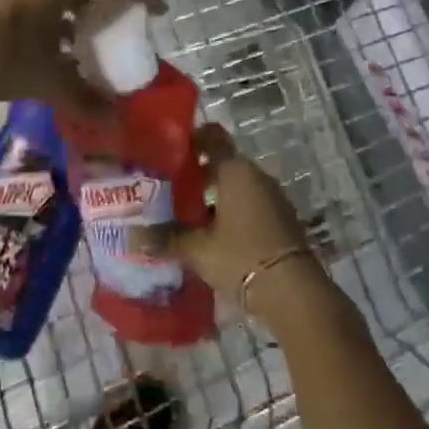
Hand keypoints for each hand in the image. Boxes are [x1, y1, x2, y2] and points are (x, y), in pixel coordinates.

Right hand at [149, 126, 332, 325]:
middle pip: (222, 164)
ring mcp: (271, 196)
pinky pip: (248, 205)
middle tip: (168, 190)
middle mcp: (255, 175)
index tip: (169, 151)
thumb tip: (134, 237)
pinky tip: (211, 235)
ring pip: (235, 187)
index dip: (191, 140)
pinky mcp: (279, 218)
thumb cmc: (241, 257)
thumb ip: (167, 239)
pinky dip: (230, 212)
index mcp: (235, 170)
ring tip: (185, 216)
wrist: (293, 290)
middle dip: (196, 175)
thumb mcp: (199, 250)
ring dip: (213, 197)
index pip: (212, 138)